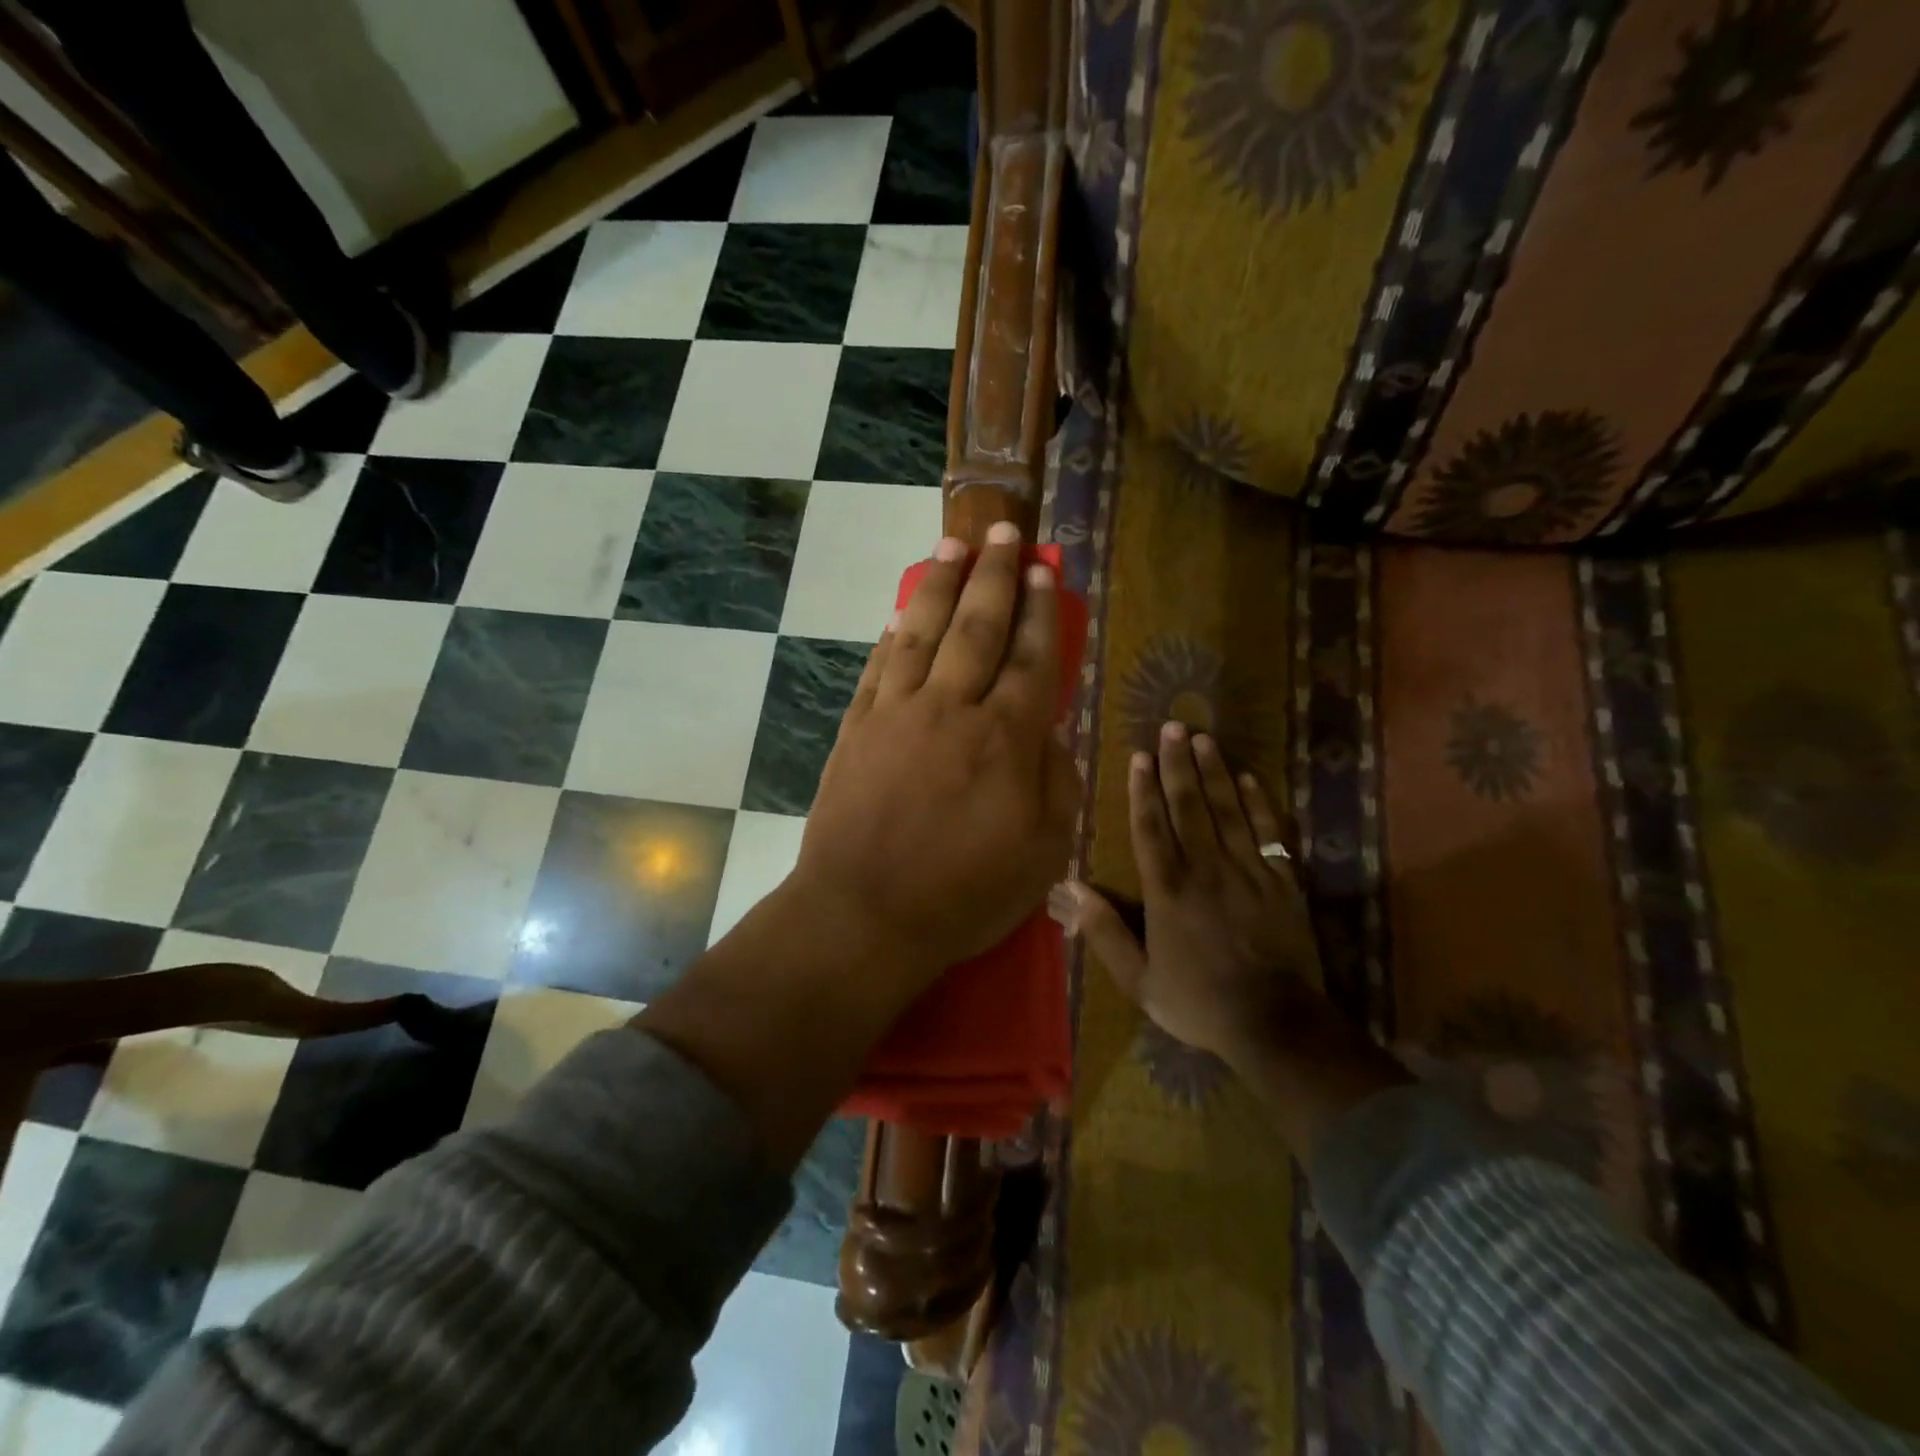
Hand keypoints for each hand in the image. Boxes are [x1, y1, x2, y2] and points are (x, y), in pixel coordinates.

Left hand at [793, 522, 1078, 985]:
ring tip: (952, 547)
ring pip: (922, 633)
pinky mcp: (856, 729)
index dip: (1040, 610)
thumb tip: (1051, 731)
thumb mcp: (1042, 851)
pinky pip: (877, 668)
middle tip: (1003, 532)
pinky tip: (899, 616)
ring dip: (939, 586)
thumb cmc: (964, 894)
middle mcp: (950, 709)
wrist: (863, 914)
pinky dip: (891, 637)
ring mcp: (896, 714)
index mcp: (1004, 739)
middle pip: (977, 627)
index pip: (1030, 657)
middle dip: (995, 575)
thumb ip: (1056, 782)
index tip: (1045, 570)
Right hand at [1050, 723, 1324, 1068]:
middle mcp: (1205, 868)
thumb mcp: (1139, 979)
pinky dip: (1259, 803)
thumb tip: (1070, 890)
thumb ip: (1104, 932)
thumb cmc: (1198, 1001)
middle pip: (1189, 806)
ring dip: (1214, 772)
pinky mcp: (1281, 881)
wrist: (1273, 1023)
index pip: (1151, 827)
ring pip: (1228, 810)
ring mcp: (1247, 871)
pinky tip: (1249, 778)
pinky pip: (1269, 832)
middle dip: (1178, 765)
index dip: (1143, 790)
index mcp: (1167, 889)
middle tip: (1172, 727)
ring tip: (1204, 738)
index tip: (1139, 756)